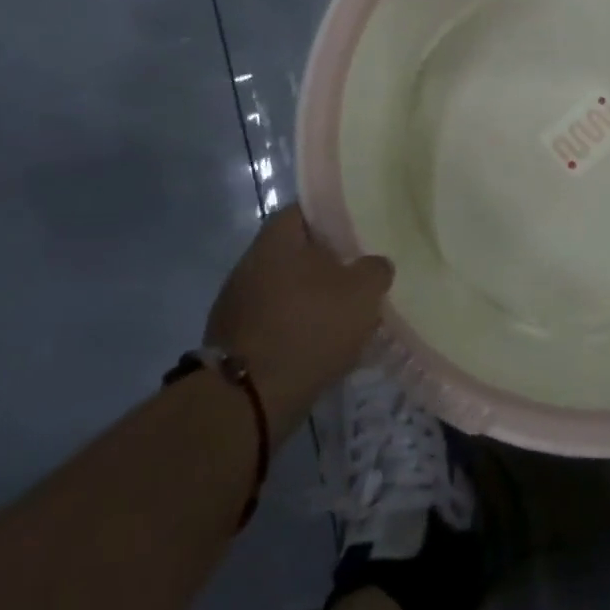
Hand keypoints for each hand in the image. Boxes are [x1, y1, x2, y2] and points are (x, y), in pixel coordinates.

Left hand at [204, 204, 392, 446]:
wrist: (248, 399)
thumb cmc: (310, 327)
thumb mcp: (363, 291)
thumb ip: (375, 269)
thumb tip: (374, 265)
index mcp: (277, 239)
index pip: (306, 210)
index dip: (335, 217)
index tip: (360, 230)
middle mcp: (250, 263)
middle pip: (296, 252)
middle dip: (326, 262)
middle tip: (359, 273)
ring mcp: (237, 304)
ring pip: (285, 289)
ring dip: (311, 298)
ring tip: (345, 313)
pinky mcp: (234, 341)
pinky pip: (274, 322)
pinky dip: (296, 328)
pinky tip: (320, 345)